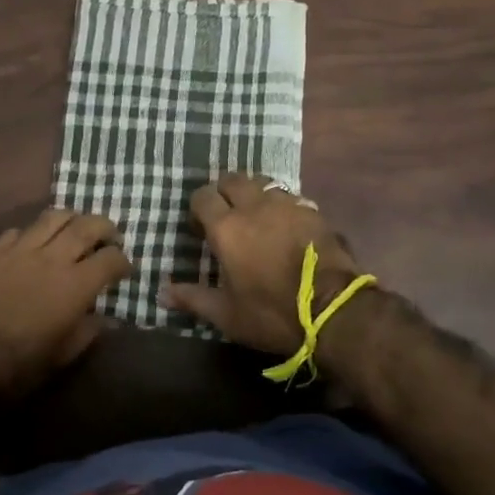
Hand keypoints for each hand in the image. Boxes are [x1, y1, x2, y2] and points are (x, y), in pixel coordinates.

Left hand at [0, 208, 130, 396]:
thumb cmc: (21, 366)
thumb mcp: (65, 355)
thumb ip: (90, 331)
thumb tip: (106, 318)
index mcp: (75, 285)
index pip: (110, 258)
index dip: (122, 262)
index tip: (124, 270)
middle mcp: (51, 258)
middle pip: (86, 225)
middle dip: (104, 227)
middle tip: (109, 237)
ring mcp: (20, 250)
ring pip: (53, 217)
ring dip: (71, 219)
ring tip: (74, 229)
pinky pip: (17, 230)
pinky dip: (32, 233)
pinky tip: (33, 245)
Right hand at [162, 174, 365, 355]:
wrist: (334, 309)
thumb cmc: (273, 313)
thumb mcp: (227, 315)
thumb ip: (193, 299)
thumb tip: (161, 294)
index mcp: (227, 227)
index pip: (203, 196)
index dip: (198, 208)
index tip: (200, 229)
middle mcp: (253, 206)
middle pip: (232, 180)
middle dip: (224, 193)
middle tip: (226, 217)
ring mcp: (286, 204)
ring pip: (262, 183)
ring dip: (253, 194)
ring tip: (256, 217)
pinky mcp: (312, 210)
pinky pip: (288, 197)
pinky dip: (280, 205)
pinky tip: (284, 226)